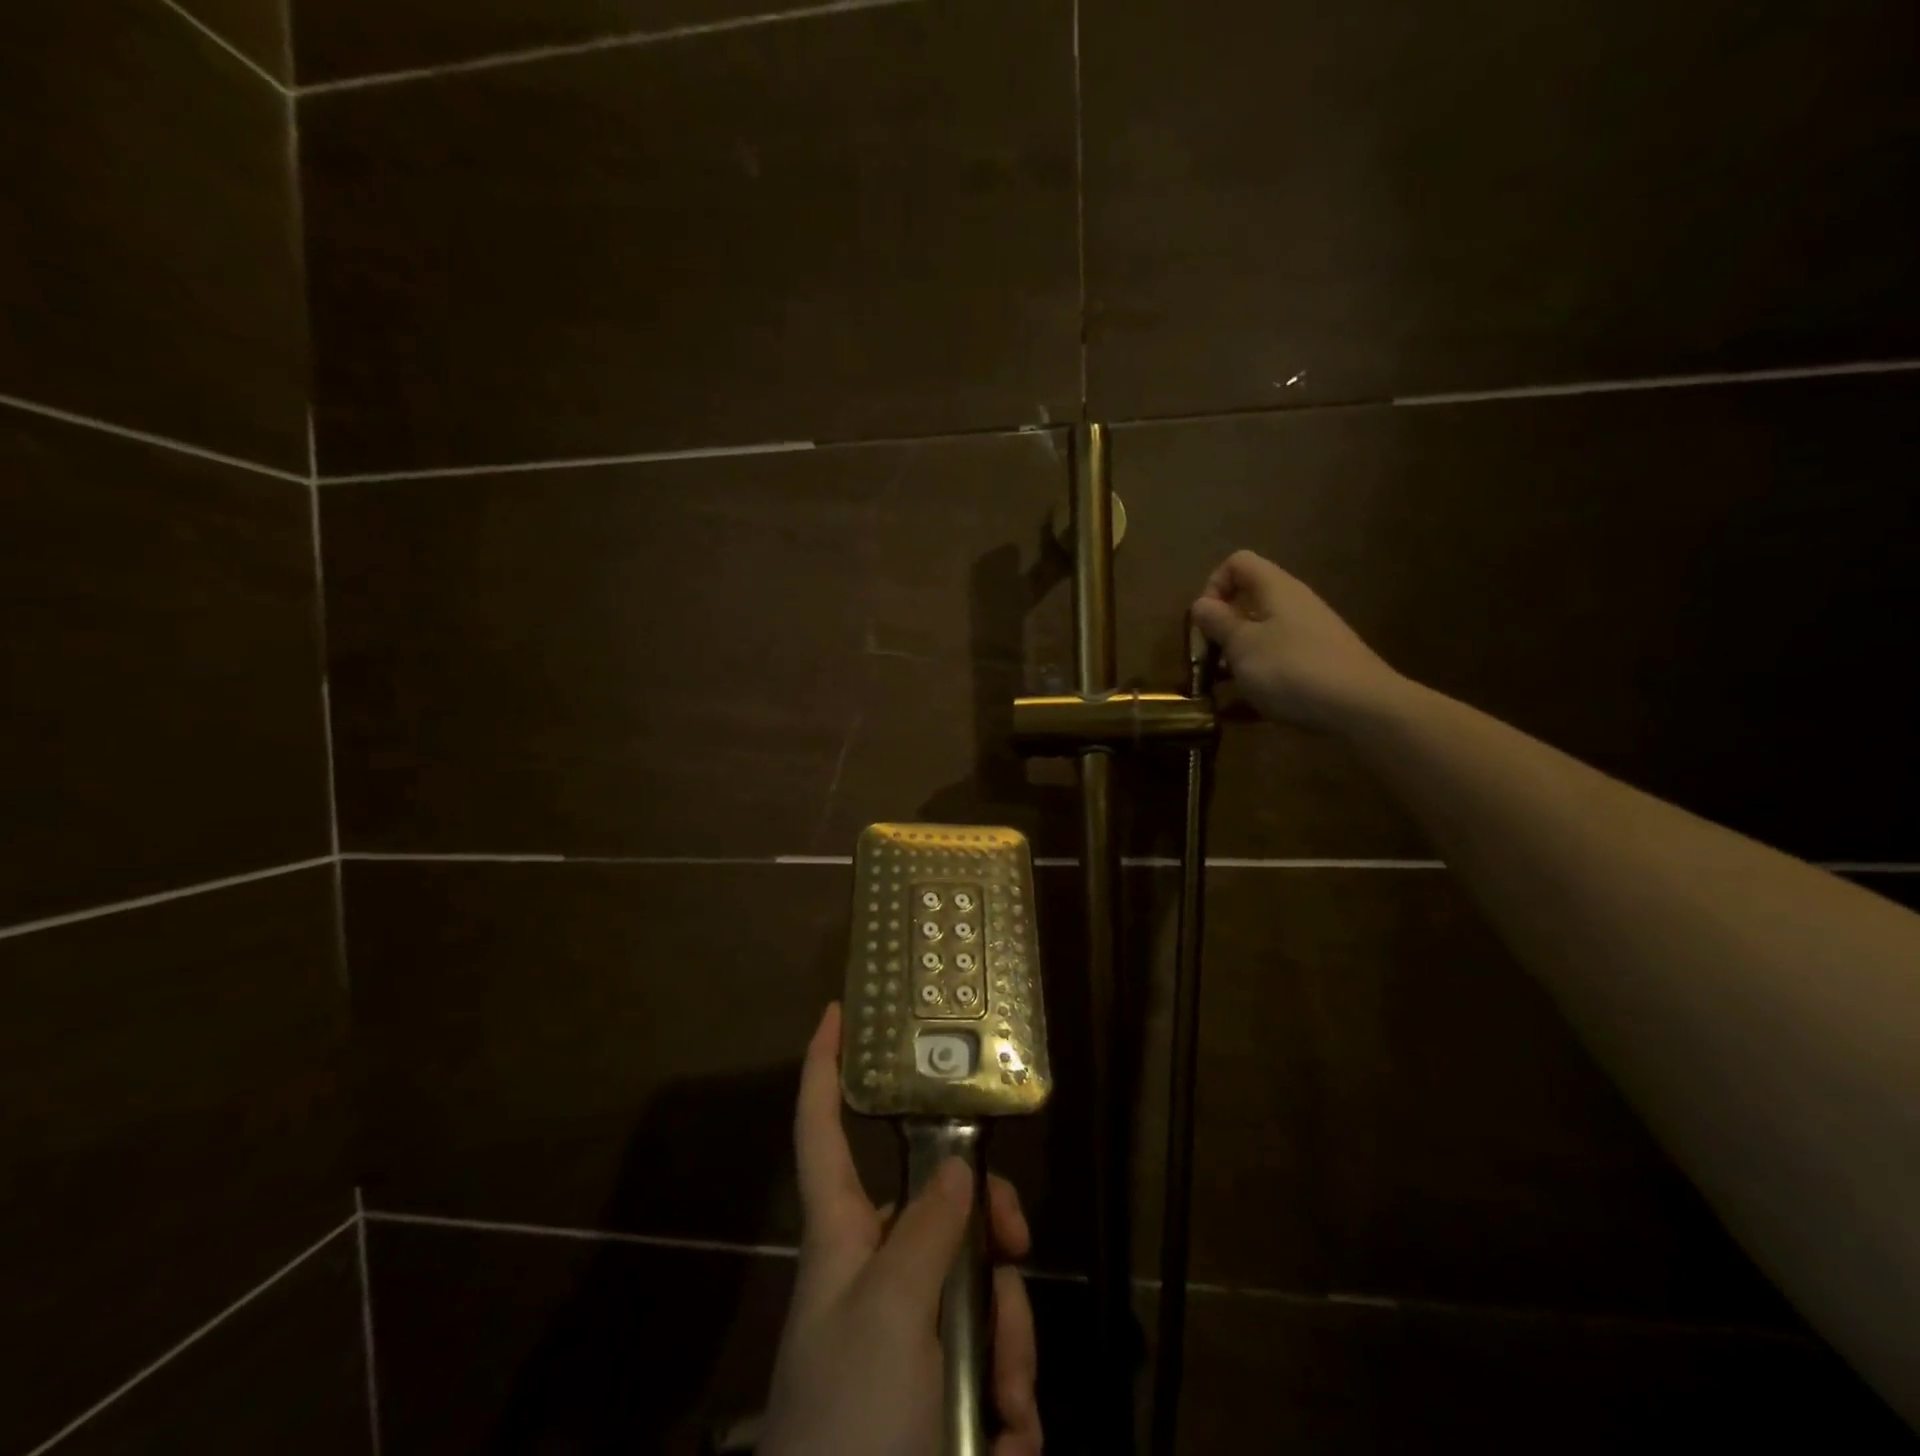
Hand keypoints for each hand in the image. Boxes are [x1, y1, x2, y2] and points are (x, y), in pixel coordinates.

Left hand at [760, 1005, 1042, 1455]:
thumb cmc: (848, 1419)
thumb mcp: (888, 1315)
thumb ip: (924, 1232)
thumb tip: (955, 1169)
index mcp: (843, 1236)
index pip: (822, 1130)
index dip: (824, 1069)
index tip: (837, 1012)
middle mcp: (878, 1271)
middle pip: (943, 1208)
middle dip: (990, 1234)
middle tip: (1016, 1252)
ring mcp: (912, 1331)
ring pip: (983, 1288)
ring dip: (1008, 1343)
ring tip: (1001, 1411)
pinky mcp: (942, 1389)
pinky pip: (996, 1360)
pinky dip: (1009, 1400)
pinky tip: (1002, 1441)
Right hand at [1191, 550, 1406, 732]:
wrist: (1361, 709)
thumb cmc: (1292, 669)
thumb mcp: (1242, 645)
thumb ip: (1217, 623)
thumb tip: (1201, 604)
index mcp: (1275, 590)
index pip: (1237, 564)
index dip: (1213, 585)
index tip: (1204, 622)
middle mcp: (1293, 608)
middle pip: (1247, 605)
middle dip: (1219, 632)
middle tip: (1205, 662)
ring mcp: (1307, 640)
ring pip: (1259, 641)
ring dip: (1233, 663)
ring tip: (1217, 692)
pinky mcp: (1316, 671)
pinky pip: (1275, 671)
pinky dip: (1254, 687)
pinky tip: (1236, 715)